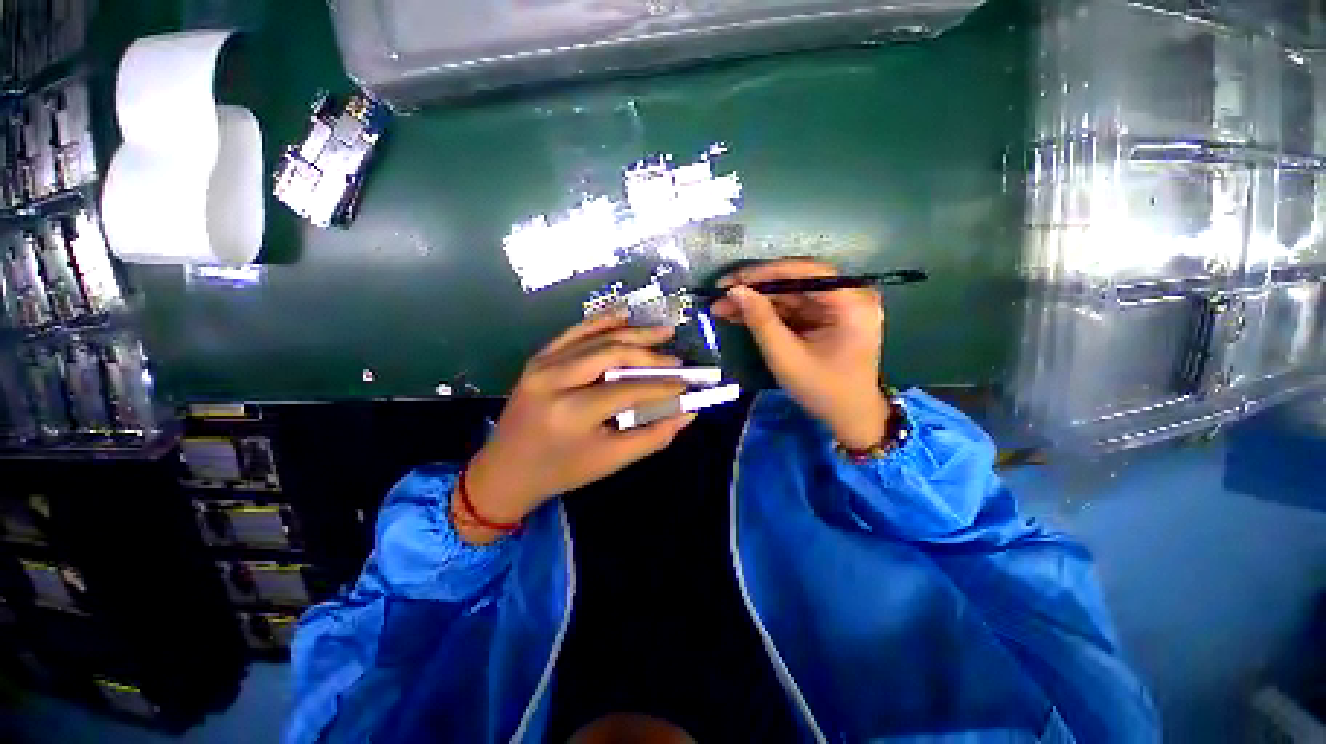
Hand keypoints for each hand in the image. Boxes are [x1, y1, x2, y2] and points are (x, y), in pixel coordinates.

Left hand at [456, 312, 696, 544]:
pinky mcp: (539, 358)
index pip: (629, 389)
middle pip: (613, 354)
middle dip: (650, 355)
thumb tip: (687, 413)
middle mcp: (556, 379)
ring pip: (597, 337)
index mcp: (573, 412)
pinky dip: (602, 321)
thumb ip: (653, 436)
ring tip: (663, 331)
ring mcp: (544, 364)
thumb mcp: (610, 461)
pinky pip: (575, 332)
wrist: (505, 470)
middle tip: (677, 360)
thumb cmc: (561, 470)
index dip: (663, 386)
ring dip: (633, 333)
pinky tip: (624, 315)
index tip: (686, 384)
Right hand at [711, 258, 888, 449]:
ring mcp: (838, 305)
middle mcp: (849, 295)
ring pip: (789, 294)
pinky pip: (793, 307)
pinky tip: (740, 315)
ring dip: (756, 301)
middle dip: (755, 290)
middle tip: (719, 296)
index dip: (763, 273)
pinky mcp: (827, 316)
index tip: (729, 281)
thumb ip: (761, 321)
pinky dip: (767, 312)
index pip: (804, 272)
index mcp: (851, 302)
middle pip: (794, 282)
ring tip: (722, 308)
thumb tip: (735, 290)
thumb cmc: (822, 390)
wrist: (850, 416)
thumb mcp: (786, 357)